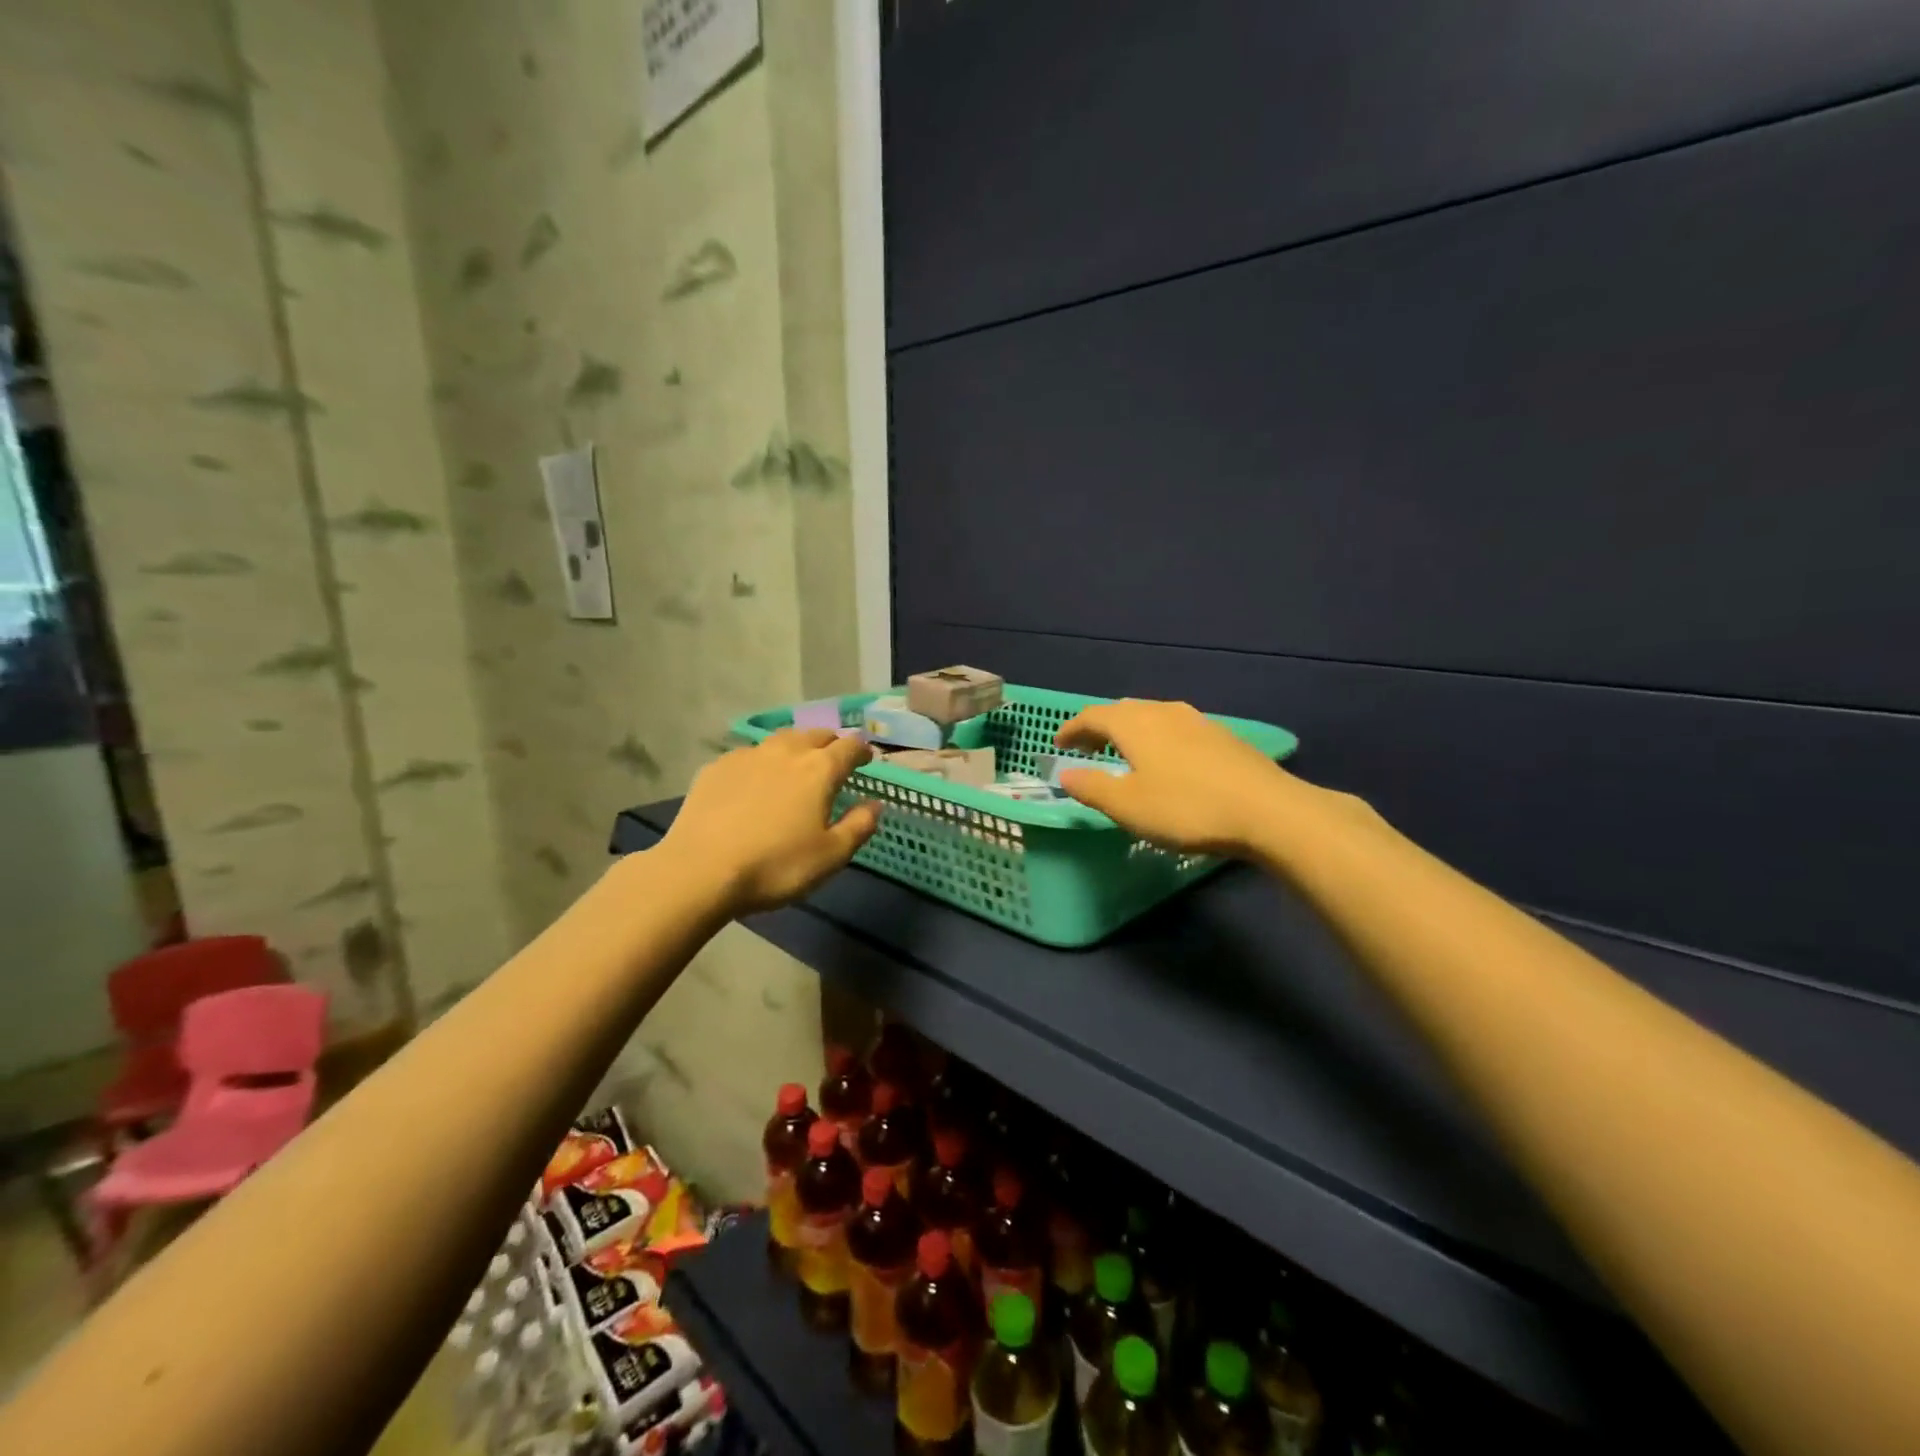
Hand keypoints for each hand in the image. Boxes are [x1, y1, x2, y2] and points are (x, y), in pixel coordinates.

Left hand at [662, 729, 881, 914]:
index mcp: (819, 770)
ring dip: (796, 746)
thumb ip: (859, 826)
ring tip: (796, 763)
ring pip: (781, 739)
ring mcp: (748, 756)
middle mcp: (786, 752)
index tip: (867, 759)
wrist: (700, 870)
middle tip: (835, 759)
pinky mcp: (716, 768)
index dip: (862, 750)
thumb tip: (875, 804)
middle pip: (815, 735)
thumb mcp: (831, 856)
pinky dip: (761, 762)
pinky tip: (755, 781)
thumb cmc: (776, 866)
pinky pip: (748, 755)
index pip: (849, 746)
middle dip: (830, 743)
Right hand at [1053, 698, 1301, 857]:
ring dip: (1131, 731)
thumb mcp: (1128, 806)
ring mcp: (1197, 721)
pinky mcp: (1222, 736)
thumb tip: (1066, 775)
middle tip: (1087, 748)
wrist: (1268, 810)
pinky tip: (1167, 761)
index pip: (1092, 716)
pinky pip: (1176, 728)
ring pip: (1152, 717)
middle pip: (1123, 711)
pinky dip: (1158, 738)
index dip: (1071, 729)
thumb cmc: (1186, 808)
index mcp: (1134, 724)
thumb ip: (1092, 787)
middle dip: (1100, 727)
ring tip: (1124, 753)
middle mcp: (1163, 712)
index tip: (1058, 743)